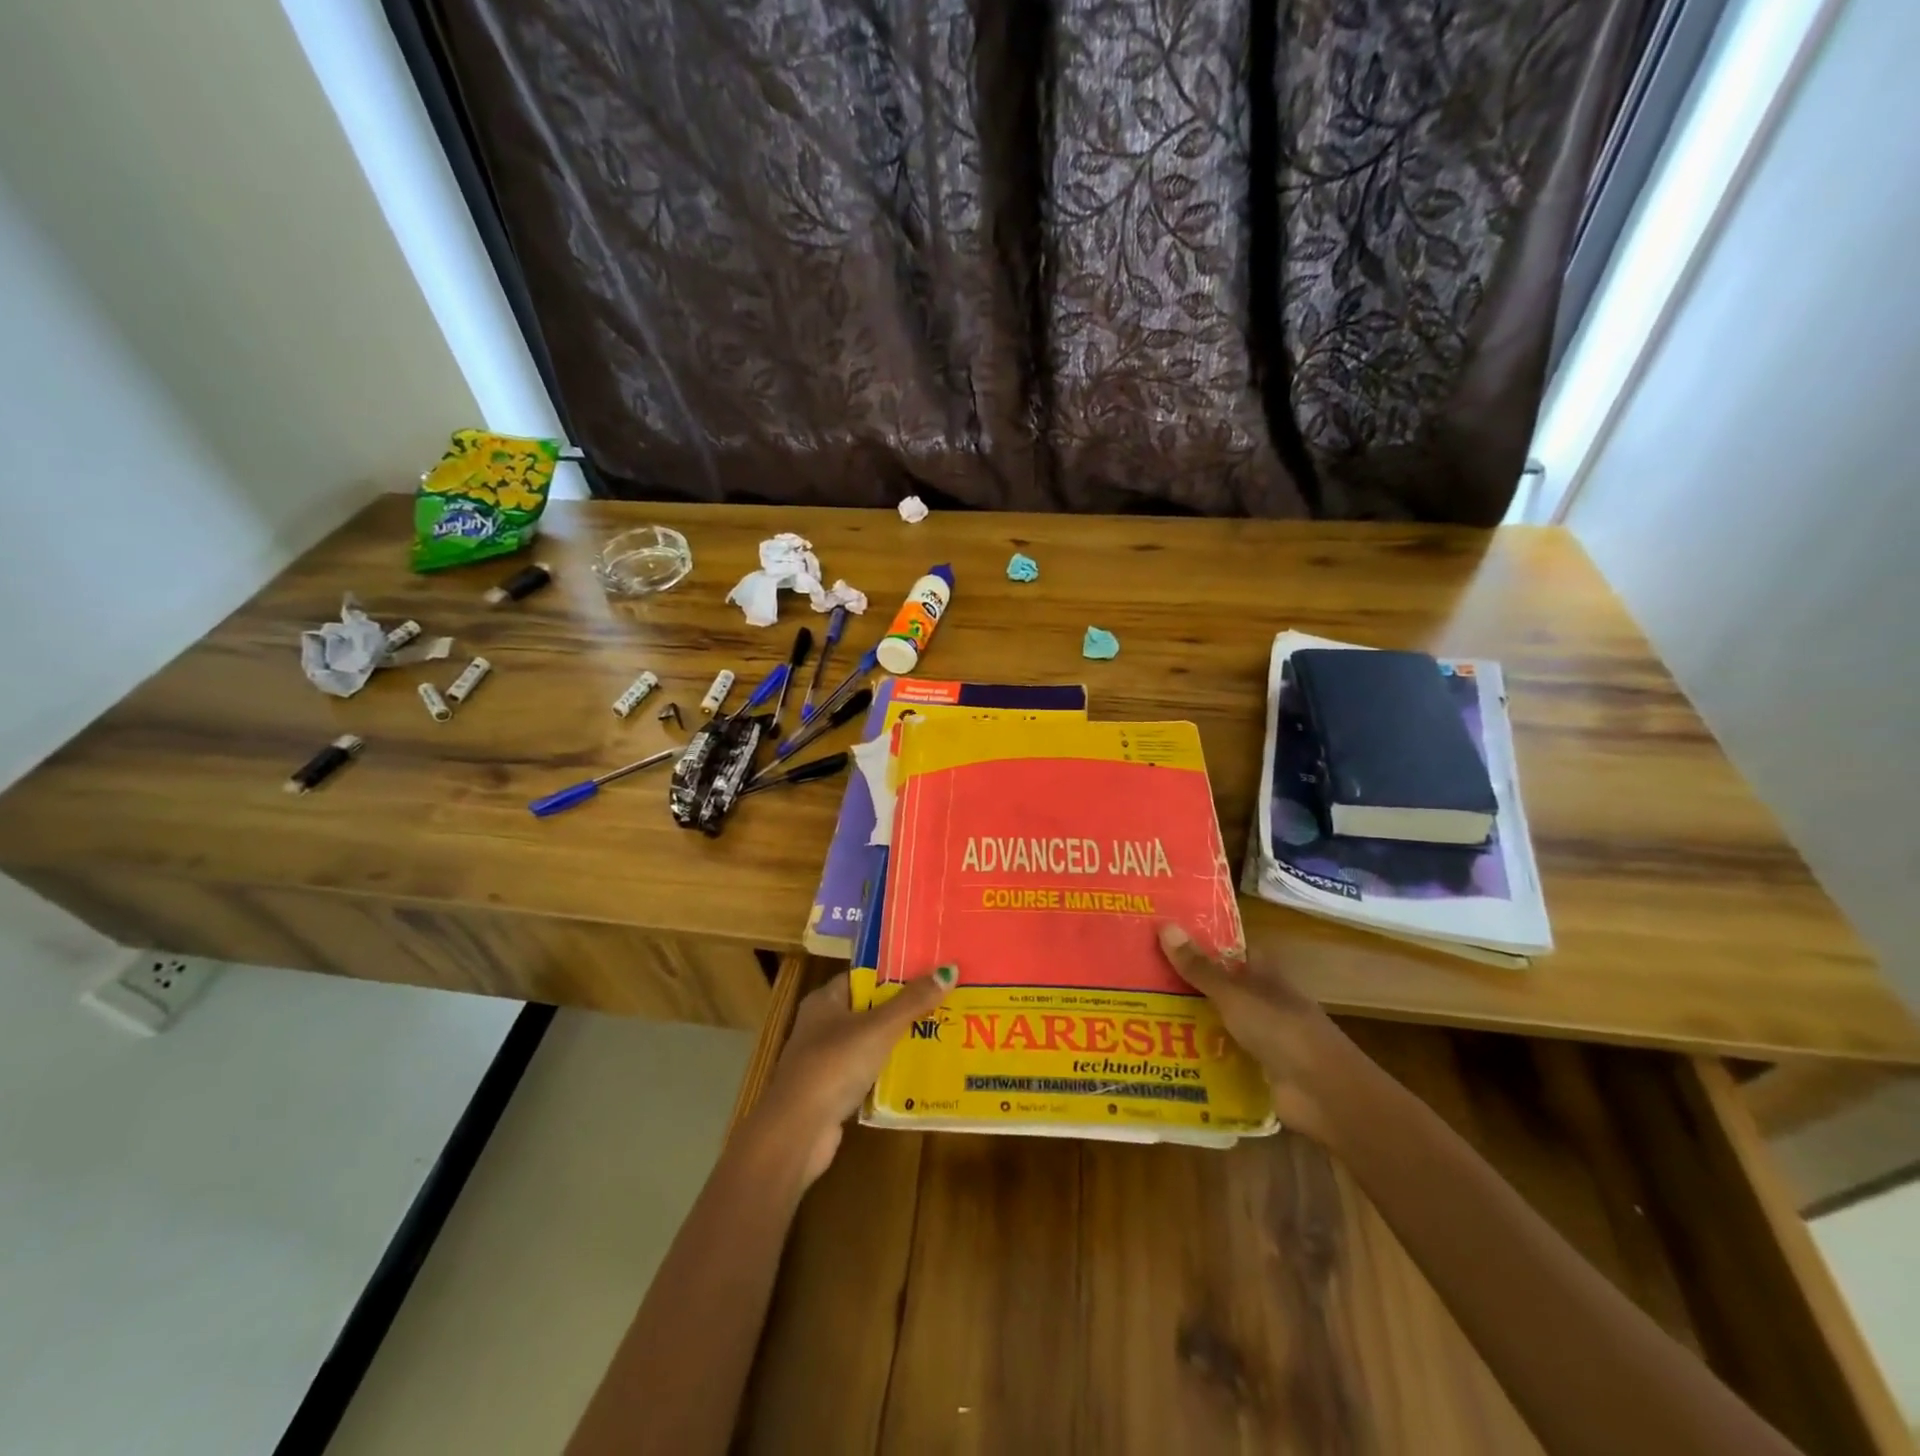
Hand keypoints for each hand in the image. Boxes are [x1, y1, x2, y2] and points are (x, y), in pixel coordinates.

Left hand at [752, 966, 957, 1185]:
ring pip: (870, 1043)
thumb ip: (912, 1001)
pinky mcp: (832, 1093)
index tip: (928, 973)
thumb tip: (949, 970)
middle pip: (869, 1009)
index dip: (894, 973)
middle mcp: (821, 1026)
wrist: (798, 1131)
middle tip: (943, 1004)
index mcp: (824, 1001)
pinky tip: (918, 1073)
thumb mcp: (878, 1028)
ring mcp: (825, 1061)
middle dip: (903, 1009)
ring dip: (898, 1043)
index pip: (863, 977)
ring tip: (939, 1035)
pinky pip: (868, 1074)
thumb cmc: (834, 1065)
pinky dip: (889, 1073)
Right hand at [1157, 924, 1370, 1145]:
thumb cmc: (1281, 1030)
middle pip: (1217, 985)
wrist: (1323, 1094)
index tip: (1159, 936)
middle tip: (1136, 975)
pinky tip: (1162, 1051)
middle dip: (1183, 982)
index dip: (1197, 942)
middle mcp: (1260, 1000)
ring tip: (1139, 1012)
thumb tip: (1164, 924)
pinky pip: (1218, 1054)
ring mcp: (1258, 1035)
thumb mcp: (1233, 994)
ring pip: (1215, 1020)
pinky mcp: (1253, 1067)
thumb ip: (1199, 967)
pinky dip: (1196, 1052)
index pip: (1227, 950)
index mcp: (1262, 973)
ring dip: (1187, 1018)